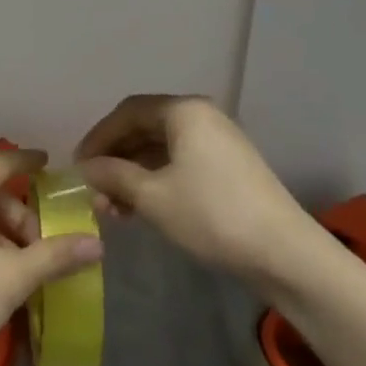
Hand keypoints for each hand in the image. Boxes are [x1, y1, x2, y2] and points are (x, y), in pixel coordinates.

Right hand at [75, 95, 318, 286]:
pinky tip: (142, 208)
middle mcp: (201, 116)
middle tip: (94, 189)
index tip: (78, 164)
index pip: (127, 112)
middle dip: (115, 159)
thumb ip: (114, 176)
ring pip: (162, 150)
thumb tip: (84, 168)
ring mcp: (218, 142)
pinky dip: (157, 181)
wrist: (287, 255)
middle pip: (145, 129)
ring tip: (114, 207)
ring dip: (134, 174)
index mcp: (183, 110)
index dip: (99, 137)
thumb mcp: (153, 197)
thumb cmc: (212, 215)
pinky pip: (181, 163)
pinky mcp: (229, 168)